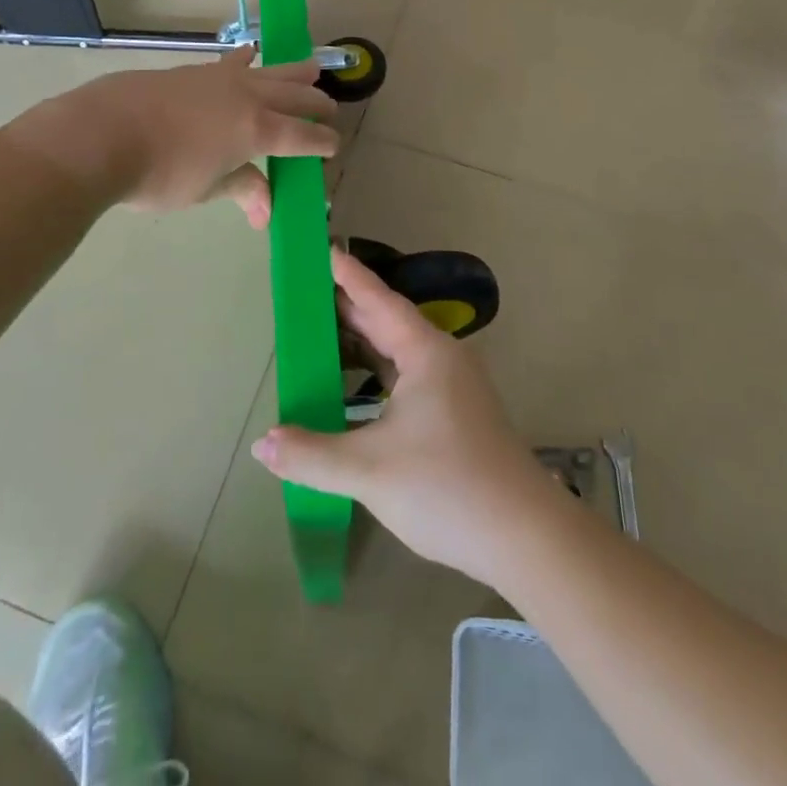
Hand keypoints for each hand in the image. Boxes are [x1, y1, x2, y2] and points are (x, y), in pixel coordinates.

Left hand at [15, 49, 338, 225]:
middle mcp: (248, 98)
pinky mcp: (194, 71)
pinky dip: (249, 60)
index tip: (333, 148)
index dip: (322, 143)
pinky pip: (233, 62)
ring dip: (294, 72)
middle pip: (294, 96)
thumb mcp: (204, 189)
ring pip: (270, 71)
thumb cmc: (158, 173)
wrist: (103, 133)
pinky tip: (251, 52)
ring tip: (312, 67)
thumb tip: (265, 212)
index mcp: (258, 130)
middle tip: (330, 110)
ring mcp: (221, 79)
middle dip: (316, 104)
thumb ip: (240, 189)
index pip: (303, 136)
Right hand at [251, 250, 565, 586]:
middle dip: (346, 306)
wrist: (525, 537)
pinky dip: (375, 371)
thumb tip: (261, 444)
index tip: (322, 248)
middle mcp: (440, 358)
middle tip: (305, 290)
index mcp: (425, 352)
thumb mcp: (369, 470)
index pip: (377, 299)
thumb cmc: (447, 486)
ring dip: (361, 341)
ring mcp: (452, 386)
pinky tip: (353, 385)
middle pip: (386, 321)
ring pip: (397, 351)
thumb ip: (311, 455)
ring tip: (320, 331)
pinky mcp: (456, 413)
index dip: (347, 274)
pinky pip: (406, 375)